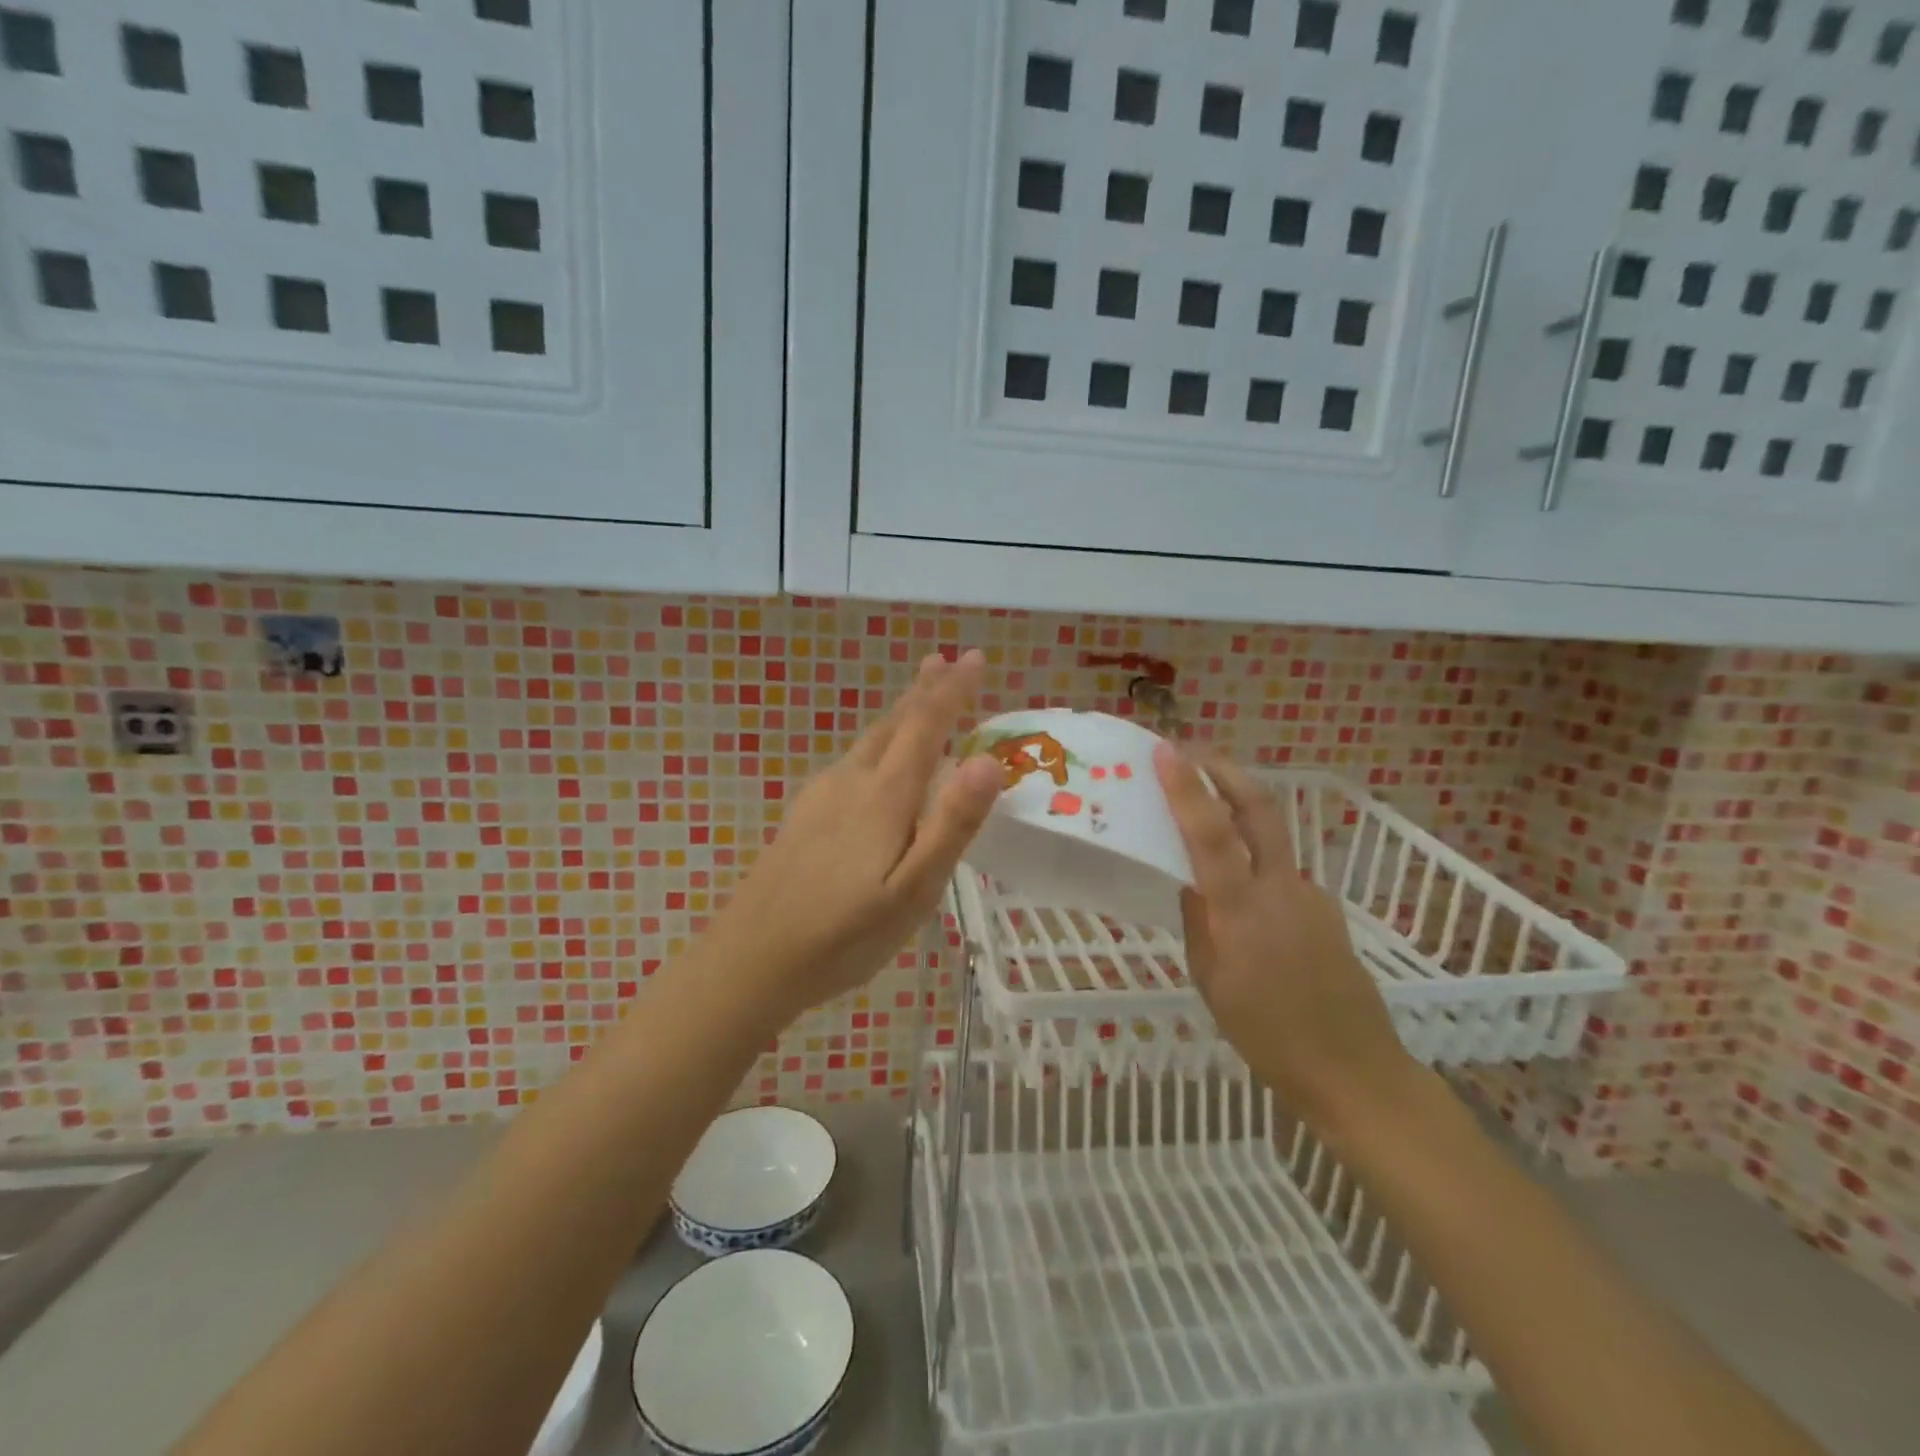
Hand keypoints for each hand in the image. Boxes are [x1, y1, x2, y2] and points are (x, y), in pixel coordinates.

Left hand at [712, 650, 1001, 1020]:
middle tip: (945, 660)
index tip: (973, 658)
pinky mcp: (803, 816)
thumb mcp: (912, 892)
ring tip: (918, 699)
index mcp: (882, 797)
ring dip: (899, 715)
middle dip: (923, 691)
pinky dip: (876, 744)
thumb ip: (951, 826)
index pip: (925, 727)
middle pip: (892, 725)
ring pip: (868, 742)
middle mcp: (850, 783)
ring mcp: (820, 797)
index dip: (952, 691)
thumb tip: (988, 760)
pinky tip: (872, 761)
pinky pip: (851, 762)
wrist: (751, 960)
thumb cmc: (842, 935)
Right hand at [1152, 745, 1415, 1125]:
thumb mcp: (1211, 981)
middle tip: (1194, 753)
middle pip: (1259, 809)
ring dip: (1239, 814)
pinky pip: (1280, 875)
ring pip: (1270, 839)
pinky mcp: (1326, 910)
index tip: (1166, 752)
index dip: (1187, 788)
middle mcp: (1281, 889)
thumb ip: (1199, 922)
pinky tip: (1244, 901)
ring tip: (1206, 821)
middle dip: (1226, 771)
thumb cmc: (1267, 1035)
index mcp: (1242, 910)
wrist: (1354, 1071)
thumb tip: (1191, 883)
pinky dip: (1255, 866)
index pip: (1210, 833)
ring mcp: (1310, 895)